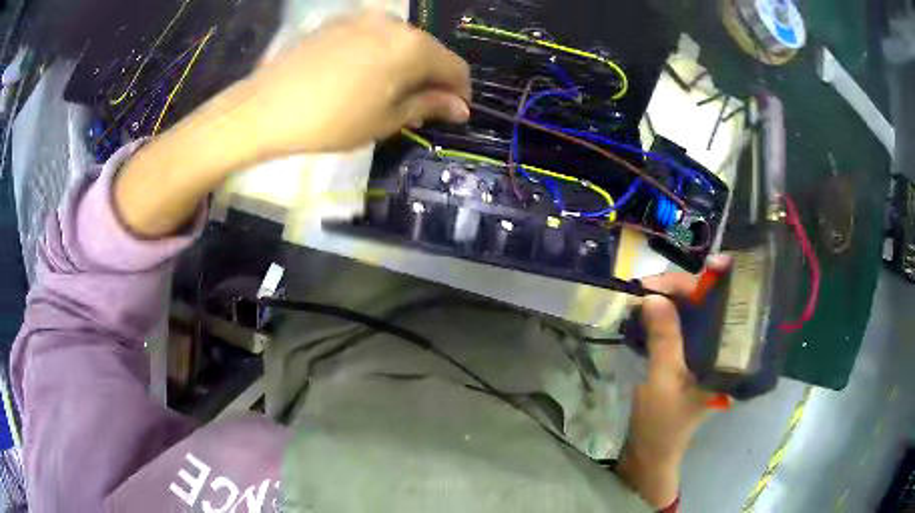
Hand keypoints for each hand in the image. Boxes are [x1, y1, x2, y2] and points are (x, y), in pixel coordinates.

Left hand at [115, 12, 469, 236]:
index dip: (460, 92)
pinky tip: (363, 77)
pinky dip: (380, 56)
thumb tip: (459, 107)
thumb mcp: (385, 120)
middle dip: (431, 79)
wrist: (265, 108)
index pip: (454, 67)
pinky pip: (373, 37)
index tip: (455, 113)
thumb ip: (427, 106)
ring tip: (389, 94)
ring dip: (405, 67)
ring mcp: (363, 19)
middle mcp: (393, 23)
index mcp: (412, 47)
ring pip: (400, 43)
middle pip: (428, 51)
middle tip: (420, 108)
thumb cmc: (331, 121)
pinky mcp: (338, 22)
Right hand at [616, 256, 730, 508]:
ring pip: (696, 311)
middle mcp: (725, 349)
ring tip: (646, 292)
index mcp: (732, 357)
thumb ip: (664, 338)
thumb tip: (653, 295)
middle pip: (714, 303)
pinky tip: (650, 308)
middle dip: (685, 288)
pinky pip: (682, 323)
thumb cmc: (664, 422)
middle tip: (649, 284)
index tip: (706, 265)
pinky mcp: (691, 355)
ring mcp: (708, 351)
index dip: (725, 282)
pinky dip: (666, 313)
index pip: (735, 307)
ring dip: (672, 298)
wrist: (651, 452)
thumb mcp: (664, 380)